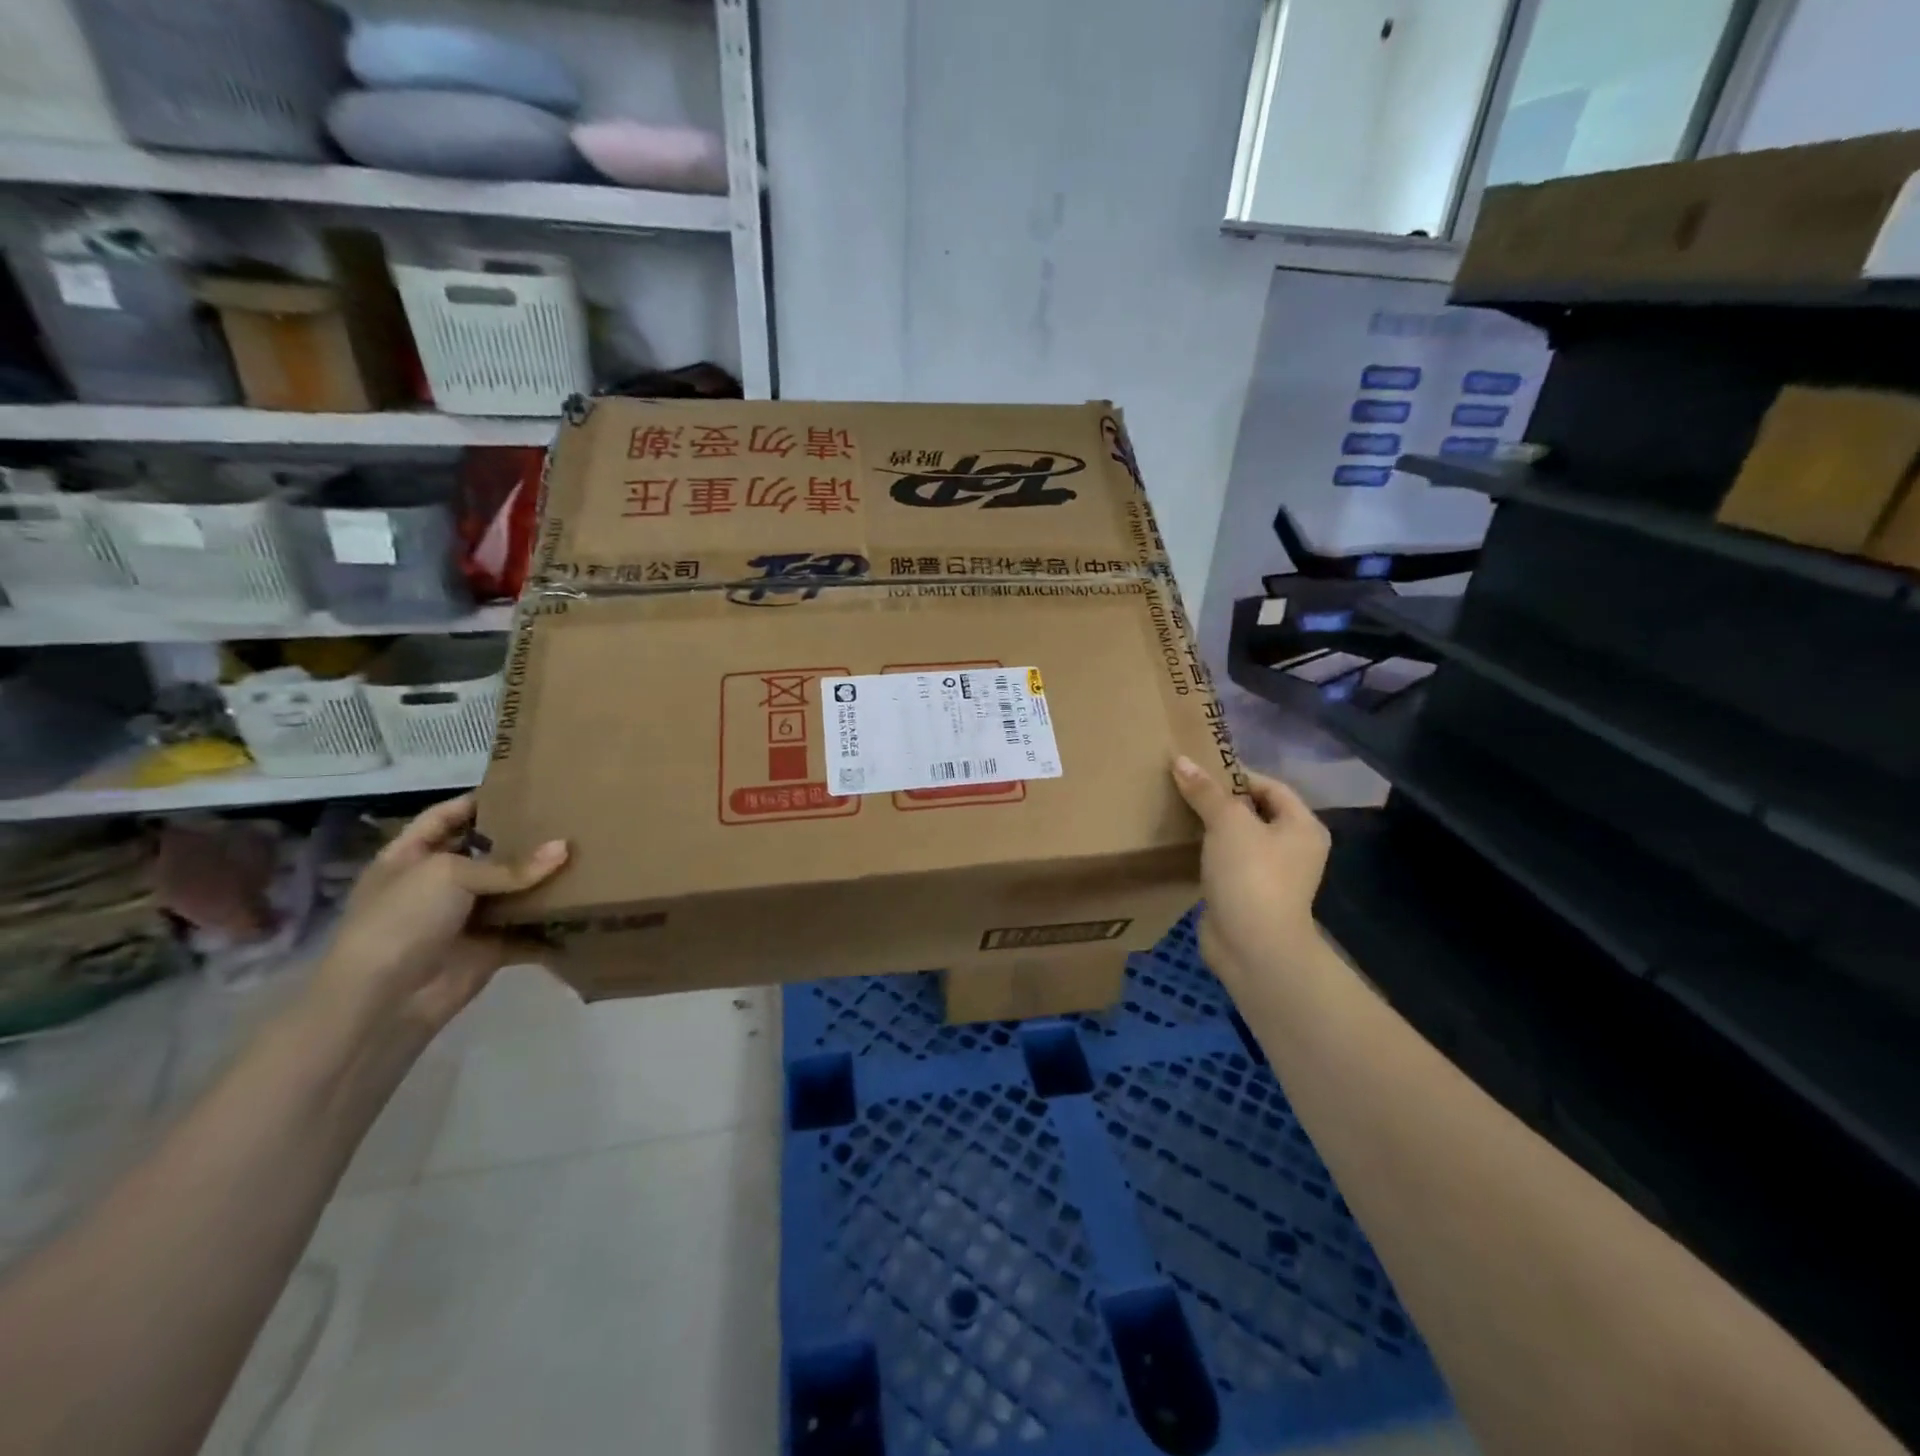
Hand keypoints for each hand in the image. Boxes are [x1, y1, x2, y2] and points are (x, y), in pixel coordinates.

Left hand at [310, 795, 567, 1039]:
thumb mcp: (449, 875)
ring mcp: (464, 917)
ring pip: (512, 891)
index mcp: (410, 857)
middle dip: (523, 839)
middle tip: (570, 819)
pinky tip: (585, 905)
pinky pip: (527, 930)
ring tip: (587, 856)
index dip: (477, 801)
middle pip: (487, 853)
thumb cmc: (402, 921)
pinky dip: (551, 924)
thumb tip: (564, 848)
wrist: (384, 1001)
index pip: (445, 817)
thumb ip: (509, 864)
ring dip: (543, 881)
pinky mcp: (489, 948)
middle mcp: (437, 884)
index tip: (524, 787)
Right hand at [1171, 756, 1329, 986]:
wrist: (1253, 946)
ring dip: (1211, 827)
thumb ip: (1205, 791)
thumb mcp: (1227, 823)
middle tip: (1184, 786)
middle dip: (1220, 800)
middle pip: (1254, 811)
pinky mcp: (1247, 895)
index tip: (1199, 769)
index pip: (1270, 786)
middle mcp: (1293, 849)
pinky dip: (1206, 852)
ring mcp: (1271, 875)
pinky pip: (1226, 863)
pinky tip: (1181, 845)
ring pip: (1238, 839)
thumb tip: (1180, 760)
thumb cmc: (1251, 875)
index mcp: (1302, 826)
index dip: (1236, 774)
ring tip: (1178, 810)